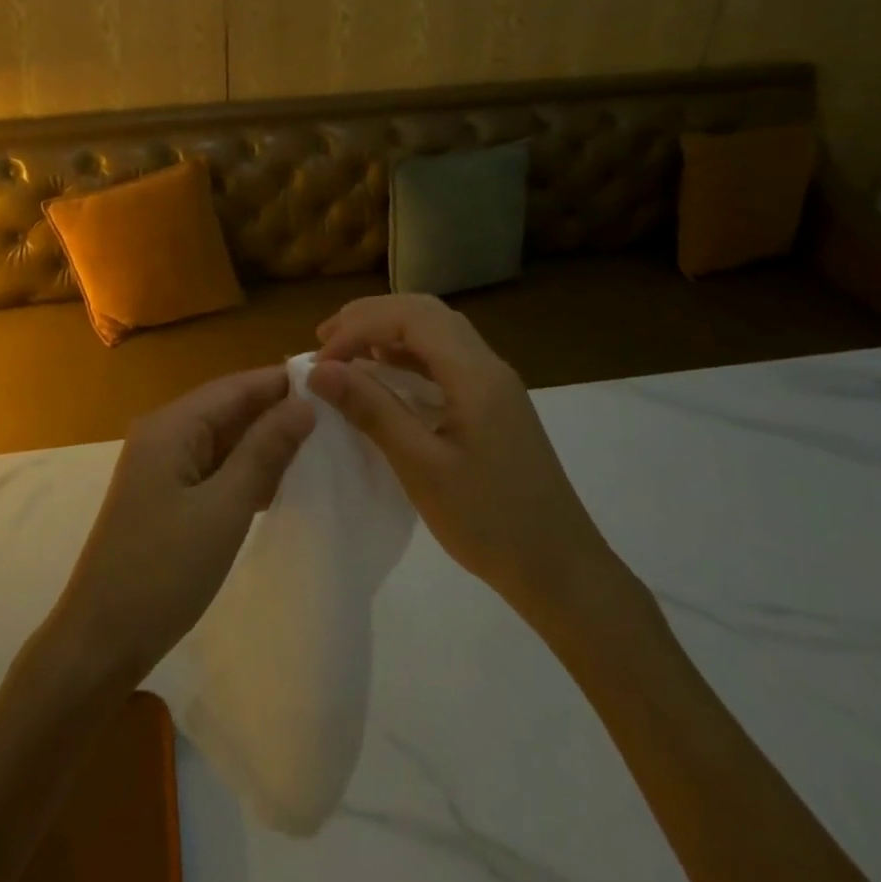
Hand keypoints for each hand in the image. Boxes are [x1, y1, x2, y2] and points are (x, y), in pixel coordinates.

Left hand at [46, 367, 313, 687]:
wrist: (102, 640)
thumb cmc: (163, 570)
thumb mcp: (224, 508)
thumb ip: (265, 452)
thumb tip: (304, 405)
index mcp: (171, 426)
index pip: (235, 386)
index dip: (282, 382)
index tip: (334, 380)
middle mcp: (164, 434)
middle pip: (228, 408)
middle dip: (278, 410)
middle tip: (337, 414)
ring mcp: (163, 466)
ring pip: (224, 439)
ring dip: (266, 441)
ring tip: (323, 442)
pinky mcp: (167, 496)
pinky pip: (215, 468)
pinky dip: (248, 470)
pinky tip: (286, 479)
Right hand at [309, 295, 623, 632]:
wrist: (561, 569)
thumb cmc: (489, 521)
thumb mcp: (421, 467)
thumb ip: (371, 410)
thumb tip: (320, 370)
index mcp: (475, 373)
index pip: (410, 317)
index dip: (359, 327)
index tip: (320, 362)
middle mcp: (487, 365)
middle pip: (424, 312)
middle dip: (370, 317)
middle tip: (325, 340)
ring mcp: (494, 383)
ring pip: (436, 331)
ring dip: (388, 331)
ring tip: (345, 351)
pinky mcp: (492, 404)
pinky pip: (444, 358)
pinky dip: (407, 354)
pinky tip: (384, 375)